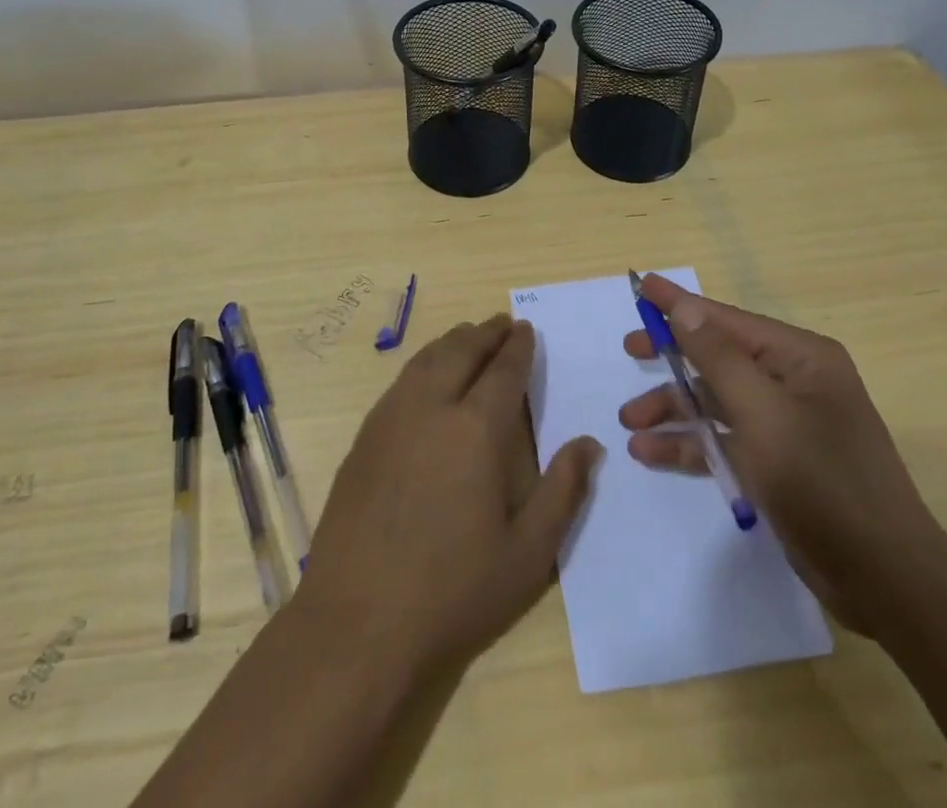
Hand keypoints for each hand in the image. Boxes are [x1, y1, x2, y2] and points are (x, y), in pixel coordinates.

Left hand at [300, 316, 600, 681]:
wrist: (357, 623)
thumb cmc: (453, 592)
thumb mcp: (527, 555)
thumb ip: (563, 492)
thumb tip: (589, 444)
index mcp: (476, 429)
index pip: (503, 371)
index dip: (517, 347)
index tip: (527, 329)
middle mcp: (431, 408)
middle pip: (461, 351)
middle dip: (485, 332)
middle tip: (502, 323)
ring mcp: (390, 420)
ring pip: (426, 360)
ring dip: (453, 342)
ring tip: (469, 337)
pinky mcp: (364, 439)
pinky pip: (400, 382)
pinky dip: (423, 364)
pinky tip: (427, 377)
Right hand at [618, 275, 946, 633]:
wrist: (886, 581)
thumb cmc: (824, 483)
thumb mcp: (763, 415)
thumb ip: (718, 359)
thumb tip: (686, 308)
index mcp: (801, 358)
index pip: (728, 320)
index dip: (681, 304)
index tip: (640, 286)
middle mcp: (793, 382)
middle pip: (719, 358)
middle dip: (673, 359)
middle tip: (629, 352)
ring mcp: (786, 424)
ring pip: (716, 401)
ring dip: (674, 408)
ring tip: (630, 422)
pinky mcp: (778, 463)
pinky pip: (724, 439)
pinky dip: (690, 443)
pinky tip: (651, 452)